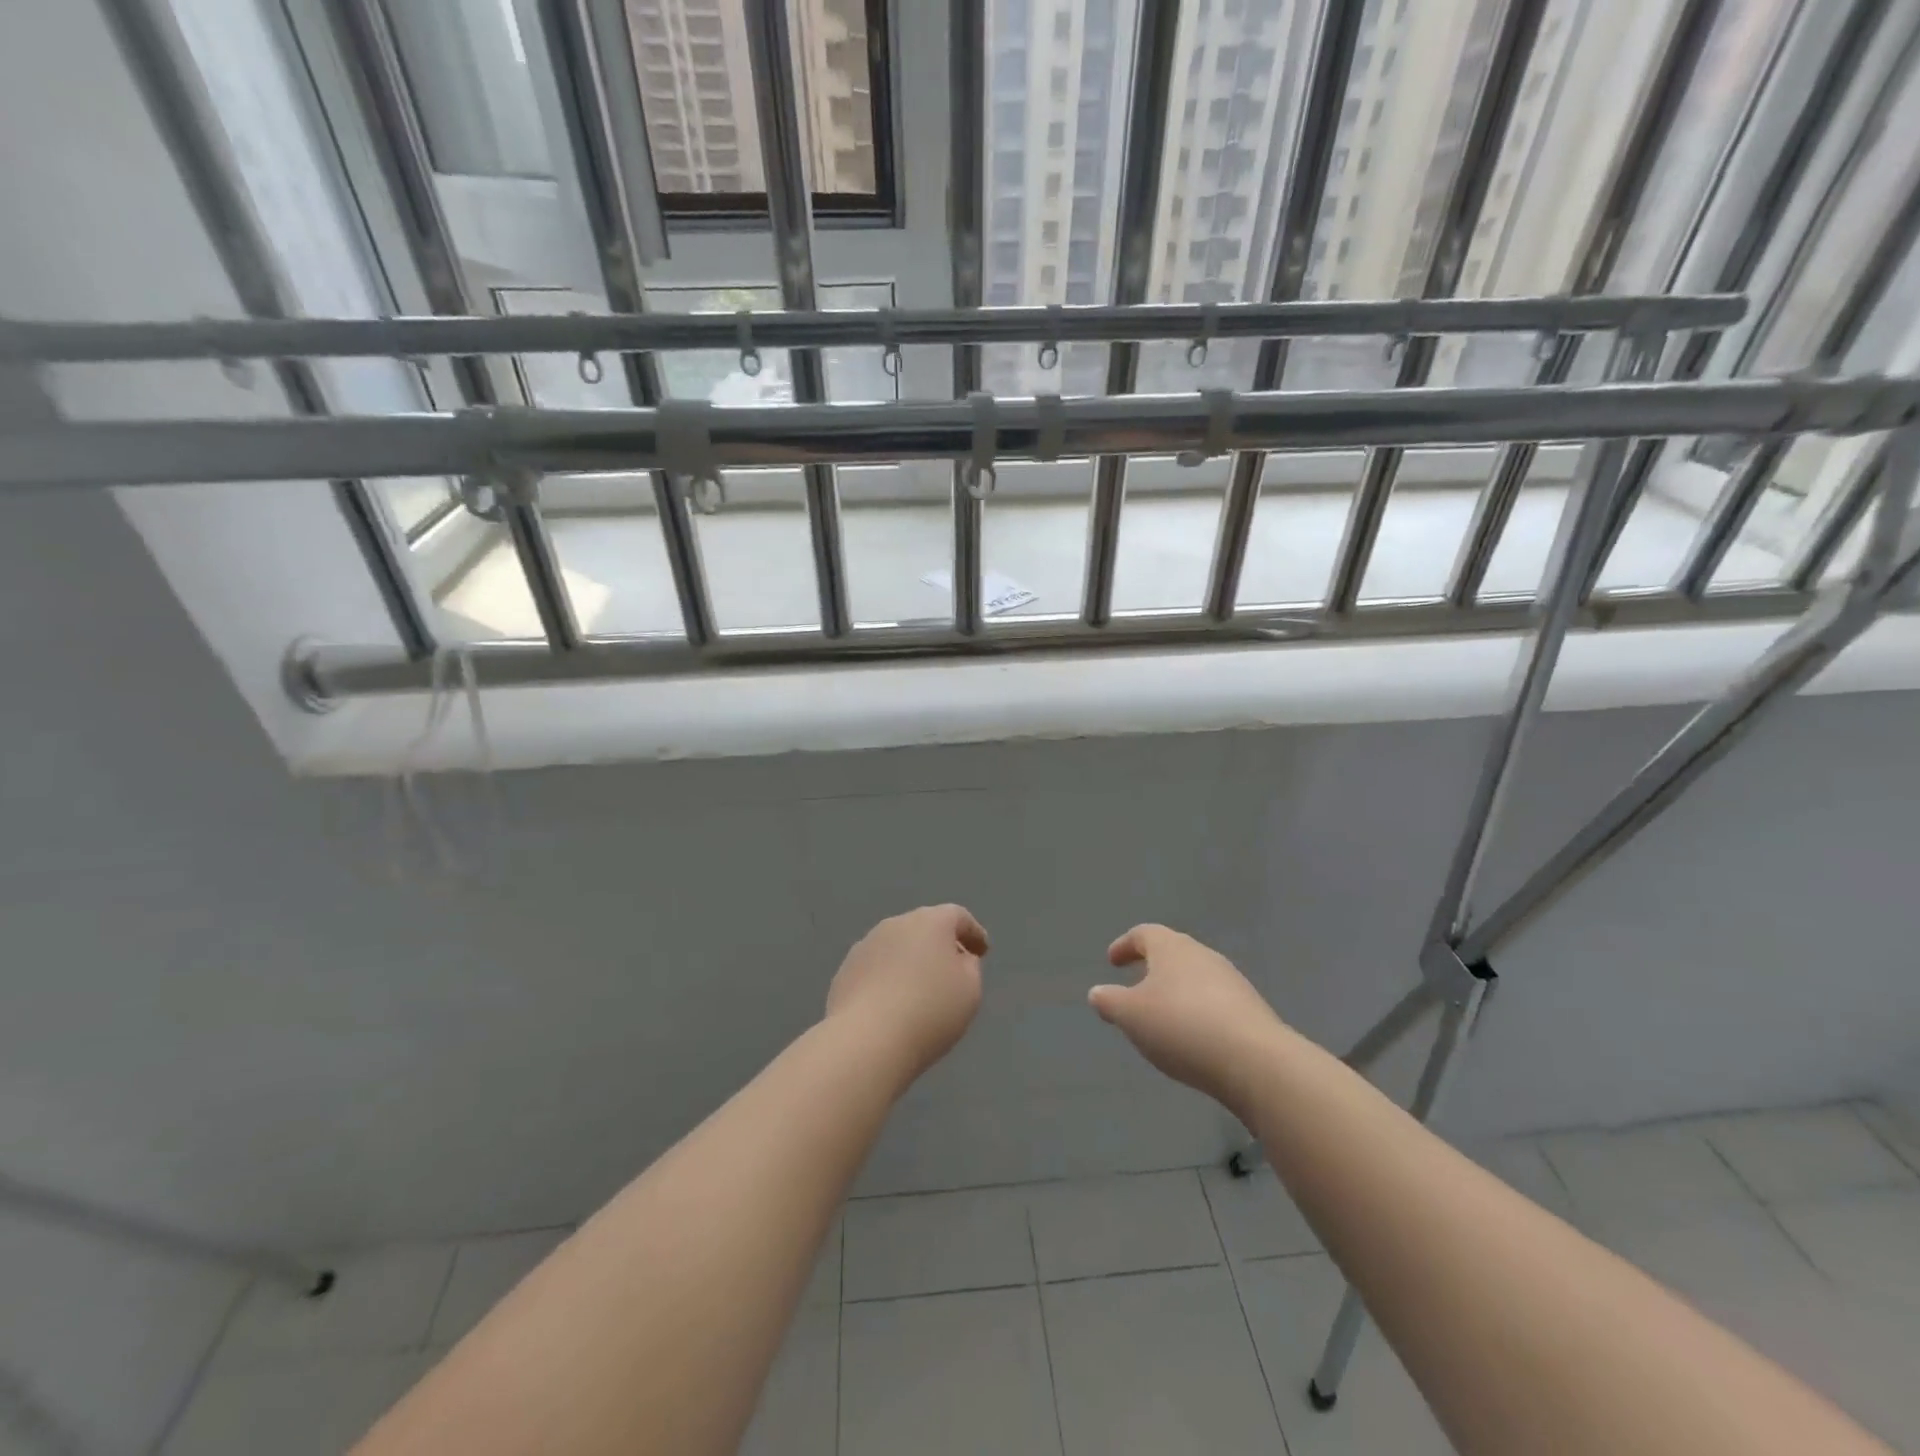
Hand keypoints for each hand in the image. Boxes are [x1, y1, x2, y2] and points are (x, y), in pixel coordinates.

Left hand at [826, 905, 988, 1080]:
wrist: (867, 1040)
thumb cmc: (930, 1011)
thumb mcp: (970, 990)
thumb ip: (969, 967)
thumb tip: (956, 958)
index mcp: (931, 921)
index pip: (958, 917)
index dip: (973, 933)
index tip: (982, 952)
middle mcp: (896, 924)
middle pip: (925, 927)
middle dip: (940, 945)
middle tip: (953, 969)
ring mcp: (866, 945)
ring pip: (897, 947)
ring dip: (911, 961)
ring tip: (920, 990)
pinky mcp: (846, 970)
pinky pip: (877, 968)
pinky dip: (888, 979)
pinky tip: (892, 1004)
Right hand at [1090, 924, 1287, 1117]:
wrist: (1254, 1060)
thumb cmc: (1180, 1026)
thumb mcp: (1130, 1016)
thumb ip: (1109, 1002)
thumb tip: (1097, 993)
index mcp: (1171, 948)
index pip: (1144, 934)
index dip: (1125, 946)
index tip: (1112, 961)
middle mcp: (1202, 955)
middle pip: (1172, 952)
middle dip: (1152, 968)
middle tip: (1135, 987)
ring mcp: (1231, 980)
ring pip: (1195, 977)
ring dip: (1176, 991)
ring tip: (1162, 1018)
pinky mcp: (1251, 1009)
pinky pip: (1214, 1002)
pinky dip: (1197, 1012)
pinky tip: (1193, 1038)